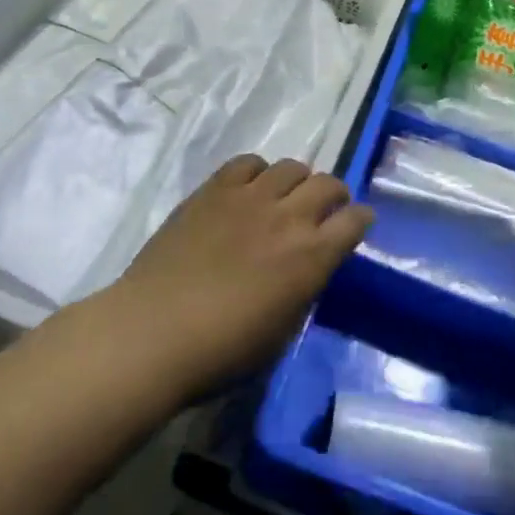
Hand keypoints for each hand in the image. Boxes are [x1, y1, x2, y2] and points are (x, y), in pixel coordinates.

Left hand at [111, 155, 372, 397]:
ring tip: (286, 197)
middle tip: (324, 211)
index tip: (355, 226)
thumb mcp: (282, 331)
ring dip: (298, 181)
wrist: (153, 332)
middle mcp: (289, 217)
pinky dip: (258, 172)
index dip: (360, 220)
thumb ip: (303, 288)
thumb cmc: (221, 351)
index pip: (355, 220)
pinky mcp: (214, 189)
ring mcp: (250, 197)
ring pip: (291, 166)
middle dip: (334, 195)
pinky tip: (250, 189)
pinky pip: (247, 163)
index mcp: (312, 256)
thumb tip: (308, 267)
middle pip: (328, 184)